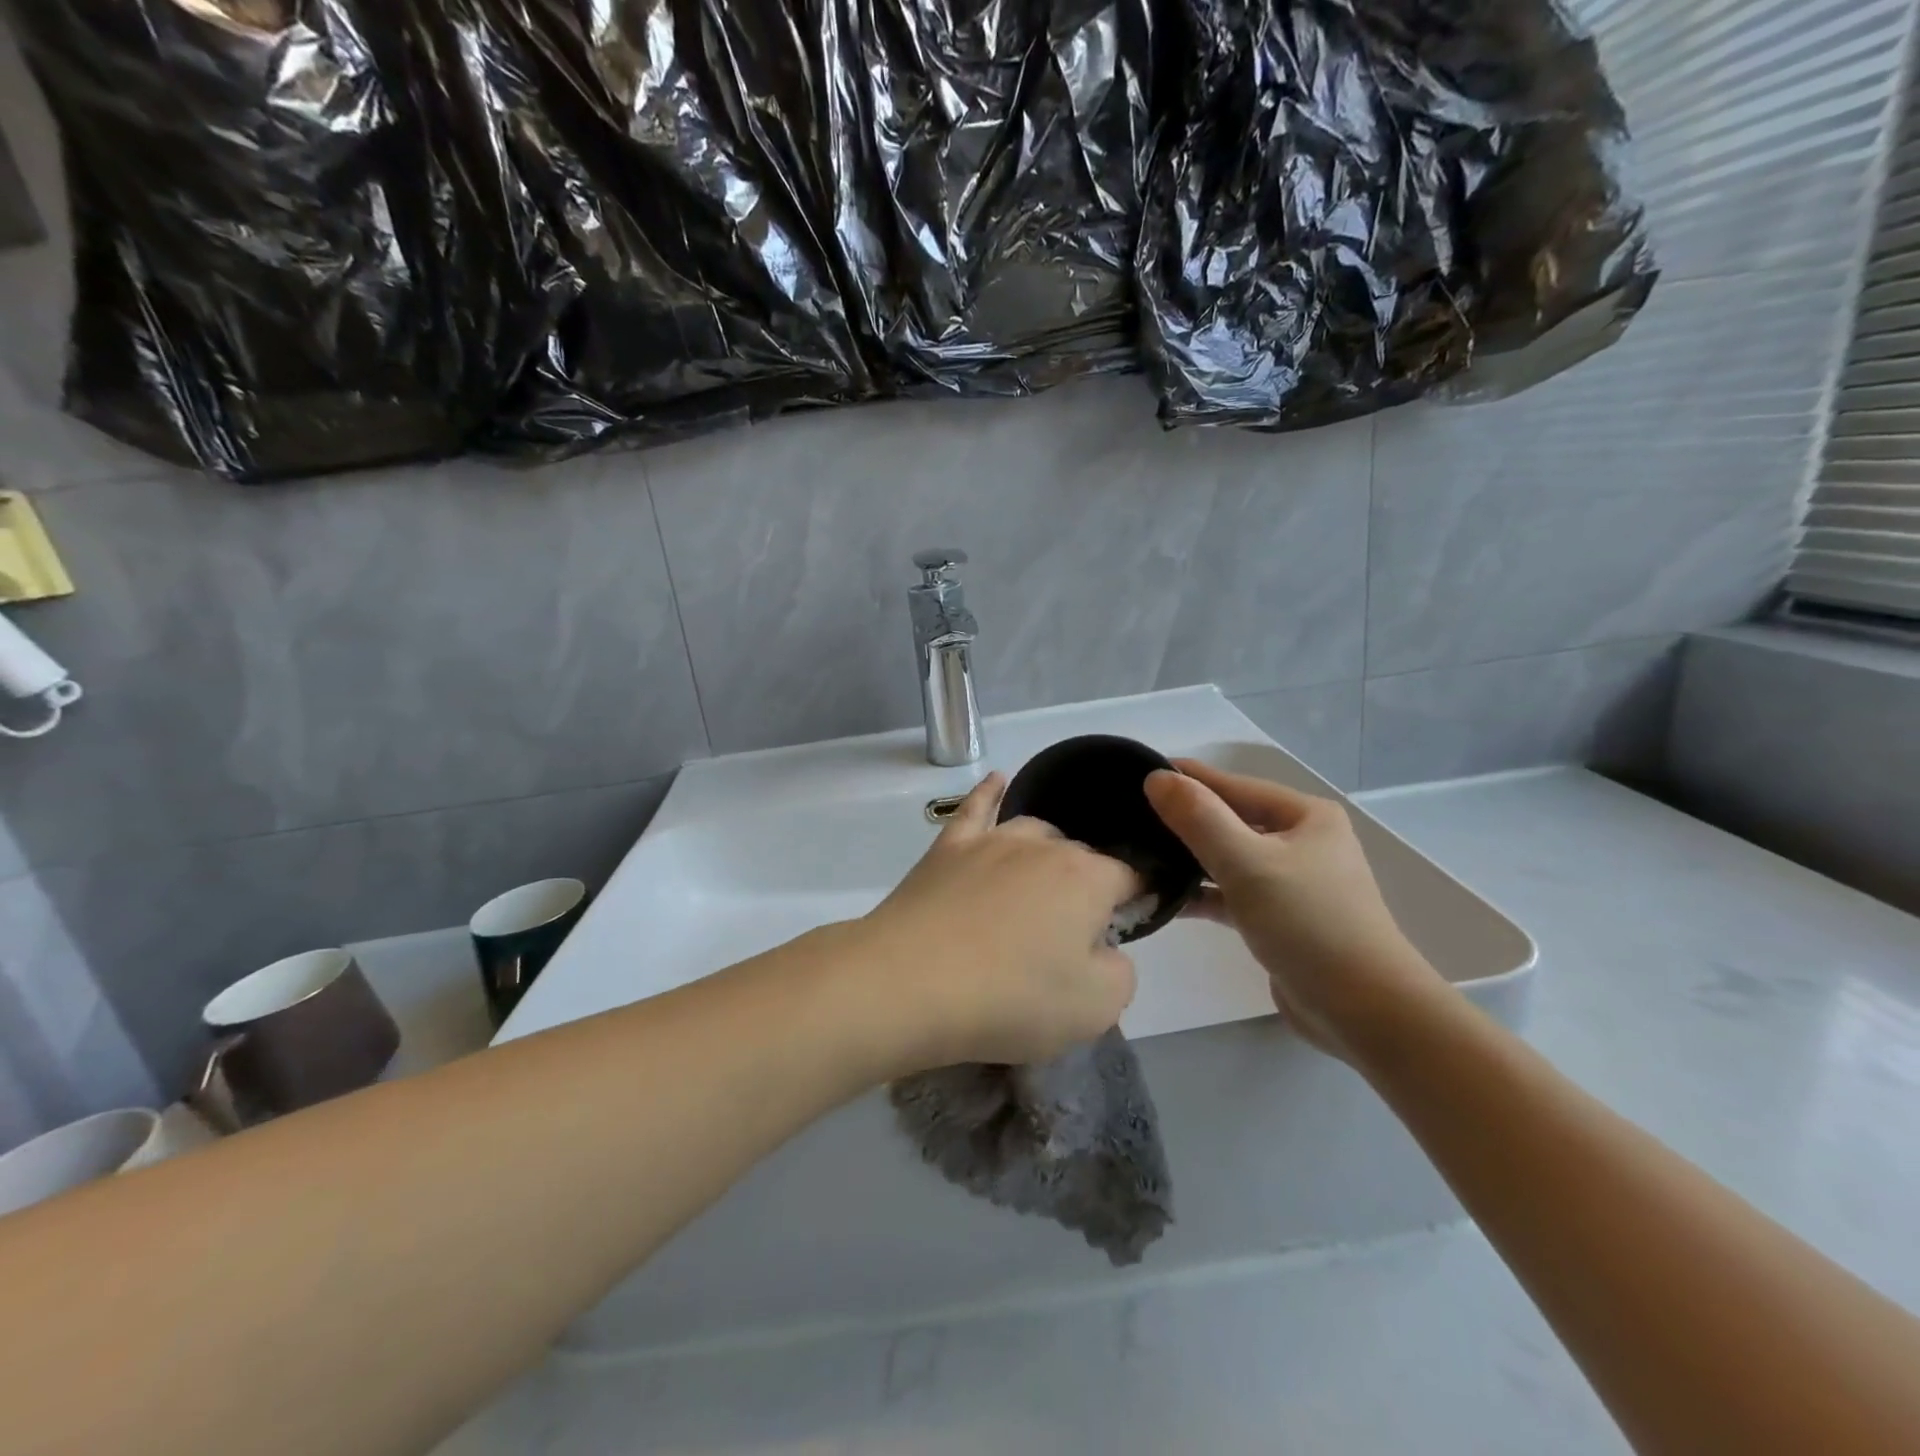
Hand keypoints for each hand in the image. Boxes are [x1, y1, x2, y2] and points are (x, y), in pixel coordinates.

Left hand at [849, 773, 1140, 1071]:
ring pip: (1035, 831)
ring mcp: (991, 840)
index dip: (1137, 900)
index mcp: (1088, 878)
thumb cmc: (1012, 999)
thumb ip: (1120, 972)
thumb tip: (1105, 949)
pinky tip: (997, 779)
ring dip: (1048, 853)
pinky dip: (990, 793)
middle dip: (1088, 886)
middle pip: (1081, 856)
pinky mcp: (948, 848)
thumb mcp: (1097, 1008)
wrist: (910, 983)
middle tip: (1071, 935)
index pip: (1131, 877)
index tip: (1128, 927)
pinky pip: (975, 808)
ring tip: (1042, 887)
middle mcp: (1044, 846)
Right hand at [1144, 761, 1443, 1059]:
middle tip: (1129, 816)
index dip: (1186, 778)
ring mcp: (1292, 882)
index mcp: (1304, 816)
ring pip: (1229, 858)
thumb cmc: (1309, 924)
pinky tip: (1164, 899)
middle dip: (1182, 820)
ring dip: (1189, 859)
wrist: (1365, 1012)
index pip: (1233, 786)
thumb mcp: (1247, 863)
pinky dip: (1202, 894)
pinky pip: (1232, 894)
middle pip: (1230, 820)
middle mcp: (1301, 841)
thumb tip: (1157, 777)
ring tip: (1137, 854)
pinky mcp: (1279, 918)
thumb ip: (1199, 818)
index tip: (1137, 772)